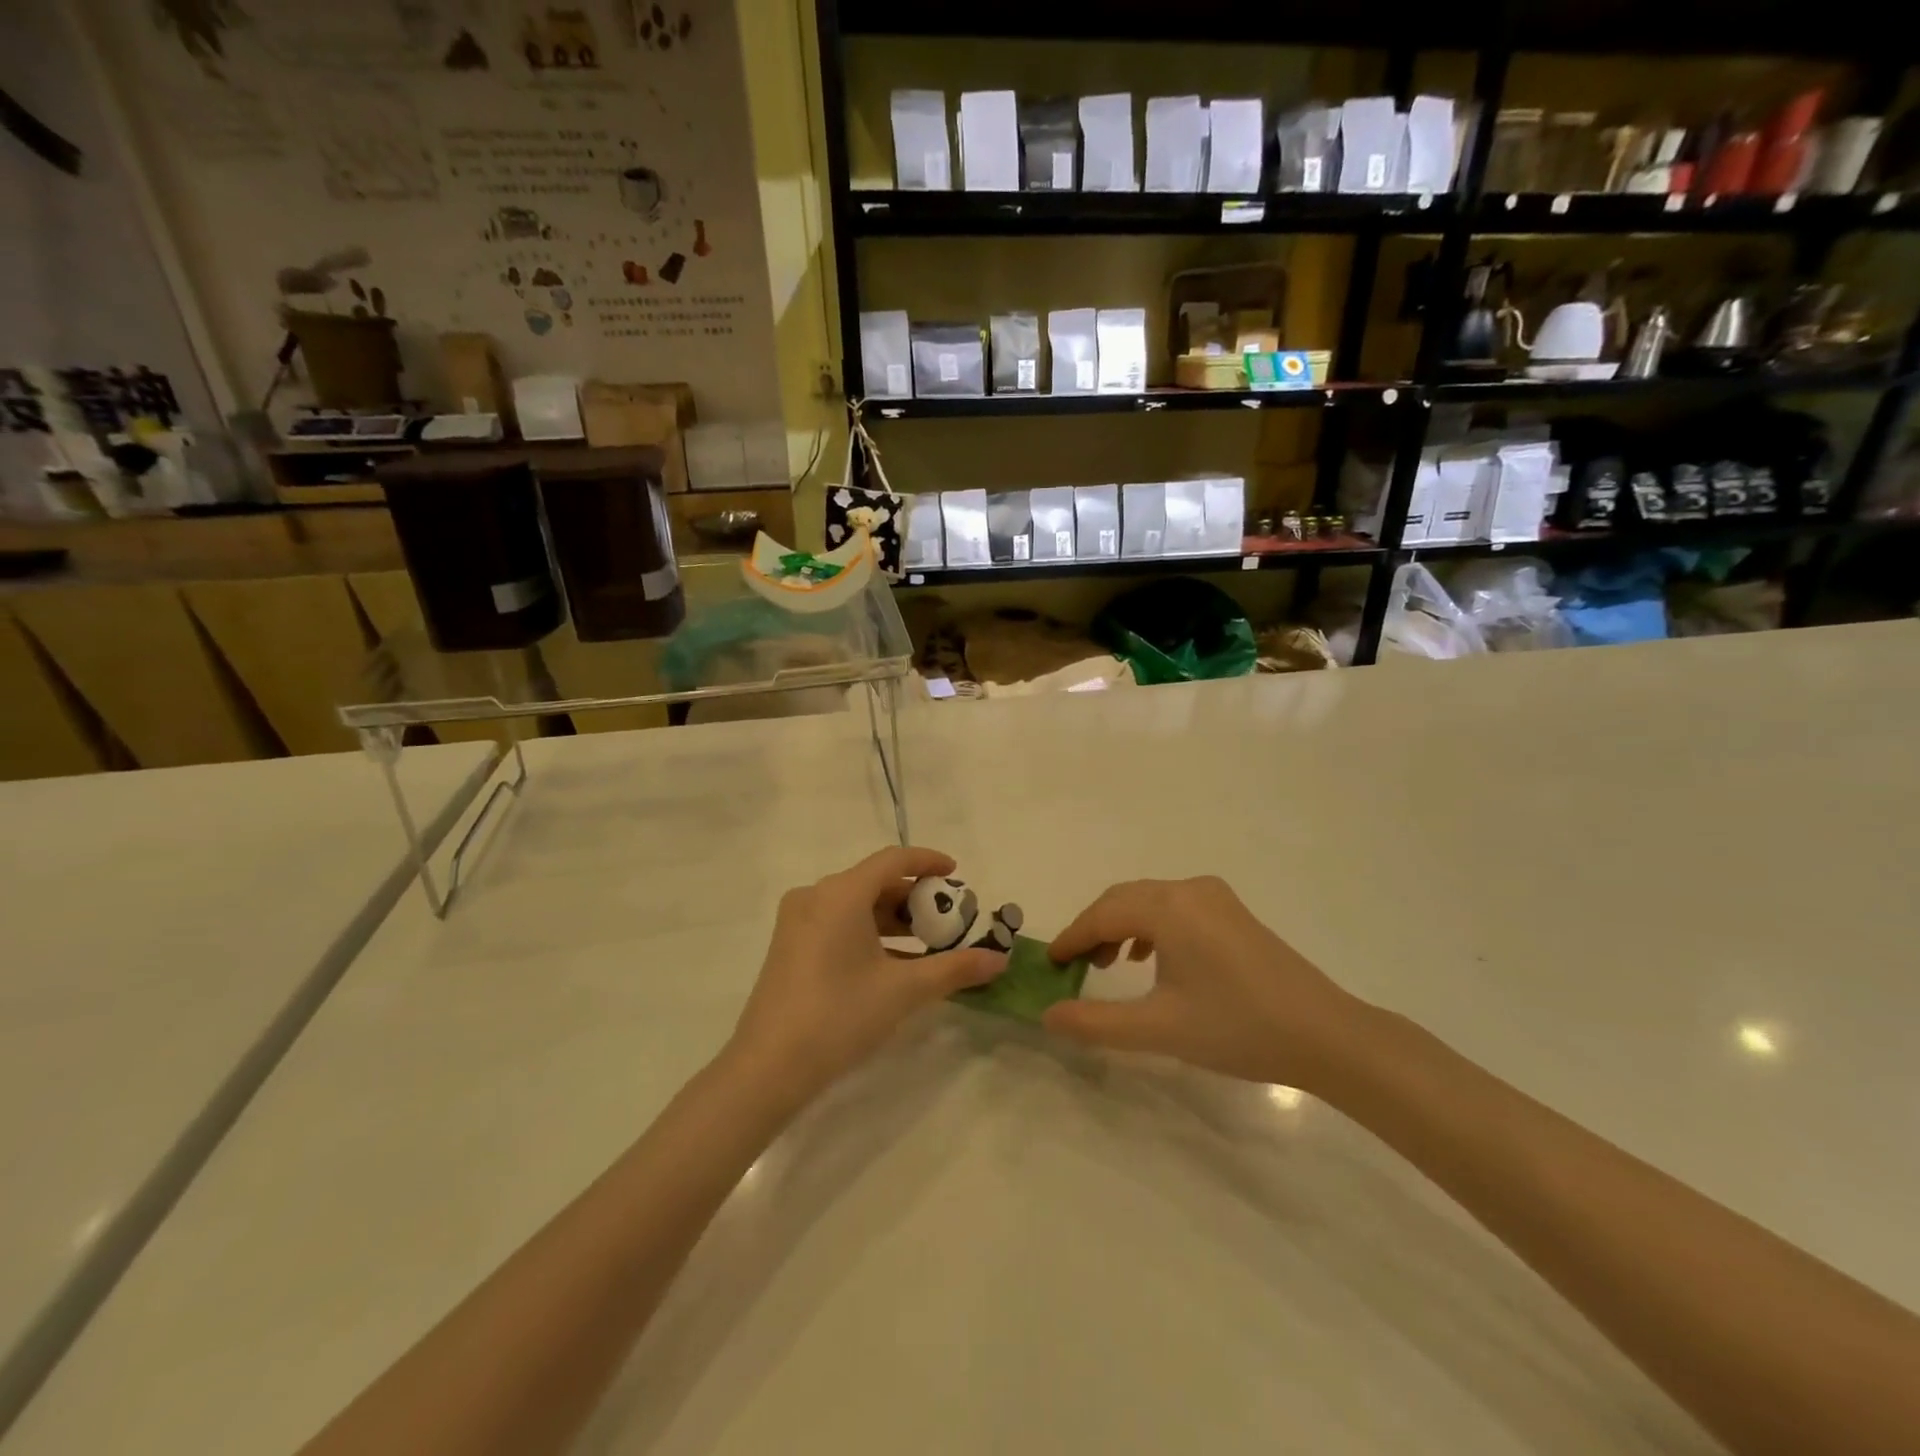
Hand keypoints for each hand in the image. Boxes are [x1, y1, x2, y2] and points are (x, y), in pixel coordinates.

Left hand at [726, 847, 1005, 1108]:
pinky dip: (869, 932)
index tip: (957, 873)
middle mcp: (815, 895)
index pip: (893, 860)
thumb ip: (955, 968)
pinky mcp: (789, 945)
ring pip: (855, 904)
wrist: (768, 1067)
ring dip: (892, 918)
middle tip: (948, 918)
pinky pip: (838, 922)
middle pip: (874, 881)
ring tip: (927, 942)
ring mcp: (797, 921)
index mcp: (841, 893)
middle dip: (914, 897)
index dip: (928, 861)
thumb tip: (999, 960)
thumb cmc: (840, 1015)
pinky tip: (892, 962)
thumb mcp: (904, 990)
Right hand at [1042, 877, 1366, 1090]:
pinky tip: (1149, 958)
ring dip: (1120, 926)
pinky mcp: (1232, 912)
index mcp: (1169, 907)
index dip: (1071, 938)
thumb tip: (1047, 1015)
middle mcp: (1188, 889)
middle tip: (1073, 967)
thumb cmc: (1237, 1027)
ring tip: (1106, 964)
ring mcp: (1214, 897)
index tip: (1048, 964)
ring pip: (1148, 901)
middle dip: (1093, 929)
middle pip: (1123, 900)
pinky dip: (1150, 926)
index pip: (1102, 914)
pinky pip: (1174, 907)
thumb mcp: (1158, 1029)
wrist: (1325, 1035)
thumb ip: (1096, 1022)